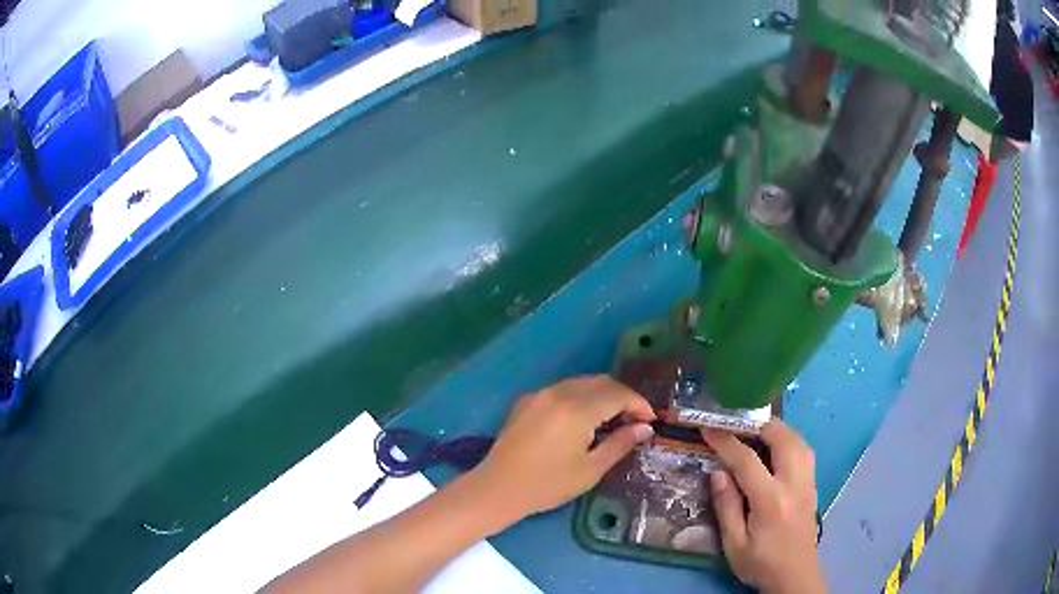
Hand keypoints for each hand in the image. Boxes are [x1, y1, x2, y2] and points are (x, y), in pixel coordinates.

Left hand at [470, 375, 655, 525]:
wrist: (498, 488)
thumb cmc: (548, 484)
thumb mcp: (590, 469)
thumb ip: (620, 444)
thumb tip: (644, 429)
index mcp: (577, 409)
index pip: (618, 394)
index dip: (639, 404)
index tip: (650, 421)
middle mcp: (559, 393)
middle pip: (601, 382)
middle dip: (622, 397)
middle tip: (634, 421)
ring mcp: (540, 394)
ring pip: (581, 383)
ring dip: (602, 395)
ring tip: (612, 420)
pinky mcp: (527, 401)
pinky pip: (562, 390)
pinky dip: (580, 397)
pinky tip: (583, 419)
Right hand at [702, 421, 824, 593]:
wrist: (795, 577)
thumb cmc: (760, 564)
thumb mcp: (734, 544)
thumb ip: (726, 506)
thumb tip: (718, 472)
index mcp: (770, 501)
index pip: (747, 460)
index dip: (725, 441)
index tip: (708, 429)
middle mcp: (794, 484)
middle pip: (782, 438)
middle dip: (758, 425)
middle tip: (735, 426)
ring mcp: (808, 482)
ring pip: (798, 440)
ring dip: (776, 430)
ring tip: (755, 432)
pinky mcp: (813, 485)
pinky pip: (805, 451)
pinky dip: (789, 440)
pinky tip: (776, 448)